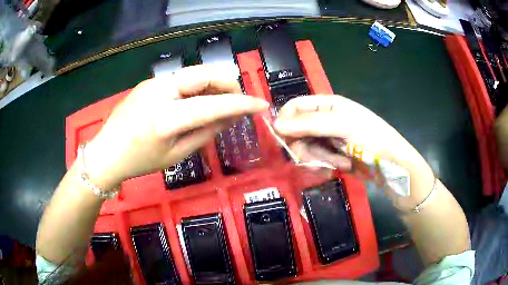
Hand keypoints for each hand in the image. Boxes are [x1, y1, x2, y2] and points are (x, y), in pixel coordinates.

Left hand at [84, 65, 268, 189]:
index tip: (261, 105)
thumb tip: (230, 118)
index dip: (241, 104)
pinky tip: (198, 100)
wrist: (107, 152)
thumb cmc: (140, 161)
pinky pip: (182, 78)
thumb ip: (205, 133)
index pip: (213, 105)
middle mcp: (161, 91)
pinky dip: (198, 86)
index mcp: (166, 118)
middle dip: (228, 83)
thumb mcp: (176, 154)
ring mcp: (154, 82)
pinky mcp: (150, 81)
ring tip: (220, 101)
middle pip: (205, 74)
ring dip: (214, 84)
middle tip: (237, 100)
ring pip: (195, 73)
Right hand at [274, 95, 434, 208]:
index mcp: (327, 104)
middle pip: (297, 130)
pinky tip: (340, 167)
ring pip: (305, 148)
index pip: (295, 106)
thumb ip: (310, 124)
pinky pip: (315, 160)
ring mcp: (327, 138)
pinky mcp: (330, 155)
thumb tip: (276, 125)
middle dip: (304, 146)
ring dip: (318, 159)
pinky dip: (324, 166)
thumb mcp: (343, 125)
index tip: (282, 138)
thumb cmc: (371, 138)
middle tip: (314, 158)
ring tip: (339, 163)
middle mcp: (324, 119)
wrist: (391, 165)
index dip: (286, 120)